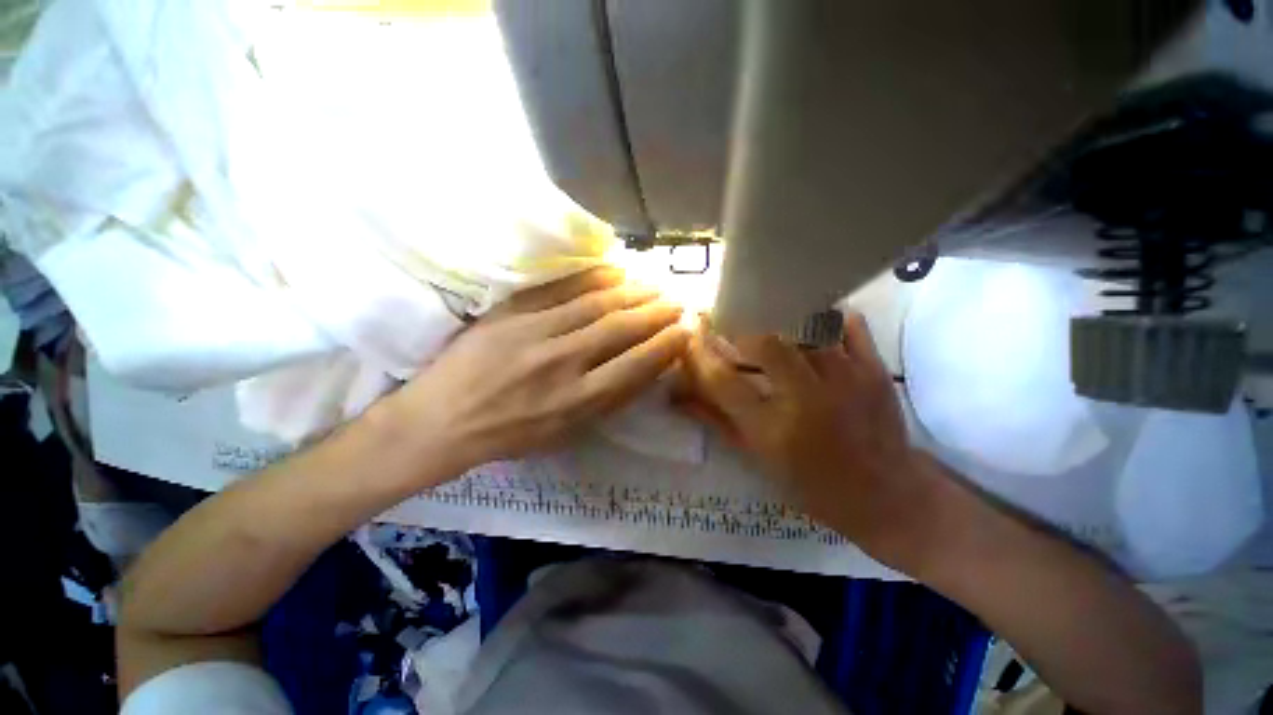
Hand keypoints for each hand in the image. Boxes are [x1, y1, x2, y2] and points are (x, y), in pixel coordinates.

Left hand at [385, 267, 689, 478]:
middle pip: (620, 329)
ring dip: (631, 292)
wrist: (442, 420)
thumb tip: (644, 372)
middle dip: (655, 313)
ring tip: (652, 284)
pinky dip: (593, 277)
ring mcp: (535, 333)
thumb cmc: (510, 434)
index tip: (683, 331)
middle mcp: (562, 364)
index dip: (664, 345)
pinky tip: (614, 271)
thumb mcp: (565, 434)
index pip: (635, 365)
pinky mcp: (511, 312)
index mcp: (577, 401)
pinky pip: (560, 288)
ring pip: (595, 304)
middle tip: (675, 301)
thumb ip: (607, 403)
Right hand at [678, 311, 935, 562]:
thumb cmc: (812, 485)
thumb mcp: (757, 458)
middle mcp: (806, 400)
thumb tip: (678, 395)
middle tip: (730, 325)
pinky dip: (826, 317)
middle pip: (764, 342)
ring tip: (767, 318)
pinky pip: (848, 324)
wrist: (886, 497)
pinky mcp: (875, 370)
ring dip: (779, 319)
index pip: (722, 380)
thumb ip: (715, 420)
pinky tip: (812, 323)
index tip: (690, 334)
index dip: (699, 353)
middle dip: (739, 328)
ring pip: (805, 326)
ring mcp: (846, 380)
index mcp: (772, 430)